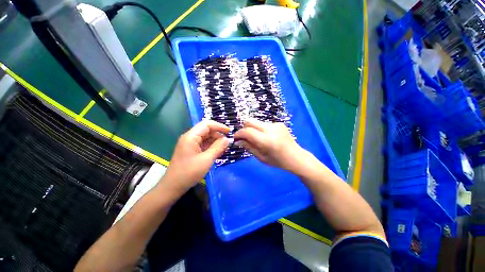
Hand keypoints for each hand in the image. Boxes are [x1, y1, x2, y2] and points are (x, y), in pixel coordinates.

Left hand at [160, 120, 229, 194]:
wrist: (173, 187)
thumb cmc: (189, 173)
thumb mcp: (206, 159)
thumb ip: (218, 147)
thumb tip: (227, 139)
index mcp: (191, 137)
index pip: (207, 124)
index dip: (219, 126)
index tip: (229, 132)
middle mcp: (190, 138)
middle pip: (207, 130)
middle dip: (218, 135)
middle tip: (227, 143)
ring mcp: (190, 144)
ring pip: (206, 138)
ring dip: (216, 141)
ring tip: (224, 148)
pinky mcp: (192, 151)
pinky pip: (204, 145)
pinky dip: (212, 147)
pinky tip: (218, 152)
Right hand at [234, 118, 306, 171]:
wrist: (296, 157)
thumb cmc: (278, 161)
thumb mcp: (261, 157)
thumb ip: (249, 147)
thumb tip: (237, 141)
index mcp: (267, 141)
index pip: (247, 131)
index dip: (239, 133)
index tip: (236, 138)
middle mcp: (271, 129)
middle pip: (250, 121)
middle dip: (244, 128)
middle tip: (244, 137)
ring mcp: (276, 124)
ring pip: (257, 122)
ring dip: (252, 129)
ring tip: (257, 139)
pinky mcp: (279, 123)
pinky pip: (264, 124)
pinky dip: (260, 129)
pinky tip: (266, 137)